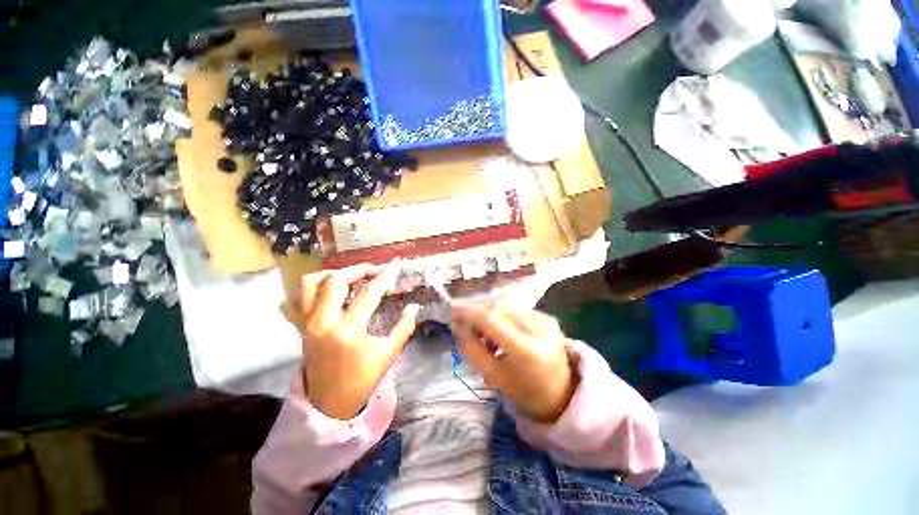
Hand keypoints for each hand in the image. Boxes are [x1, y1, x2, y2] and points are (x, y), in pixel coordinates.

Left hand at [296, 264, 419, 419]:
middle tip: (375, 270)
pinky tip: (328, 289)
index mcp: (348, 330)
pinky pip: (297, 298)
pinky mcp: (301, 327)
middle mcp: (323, 322)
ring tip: (351, 277)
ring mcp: (307, 323)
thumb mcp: (388, 354)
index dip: (385, 277)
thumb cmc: (362, 379)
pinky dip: (312, 288)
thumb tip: (413, 307)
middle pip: (336, 280)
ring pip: (311, 283)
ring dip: (333, 274)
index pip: (369, 293)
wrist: (330, 403)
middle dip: (359, 269)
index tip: (395, 267)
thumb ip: (404, 327)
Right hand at [451, 303, 575, 422]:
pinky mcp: (548, 317)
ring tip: (485, 337)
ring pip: (506, 308)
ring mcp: (546, 320)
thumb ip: (472, 349)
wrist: (561, 394)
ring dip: (489, 317)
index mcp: (528, 350)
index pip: (492, 320)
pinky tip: (500, 333)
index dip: (469, 312)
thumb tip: (457, 325)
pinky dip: (502, 318)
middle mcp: (540, 328)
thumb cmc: (524, 392)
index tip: (451, 310)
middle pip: (498, 309)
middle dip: (477, 315)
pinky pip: (516, 311)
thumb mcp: (493, 376)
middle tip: (464, 326)